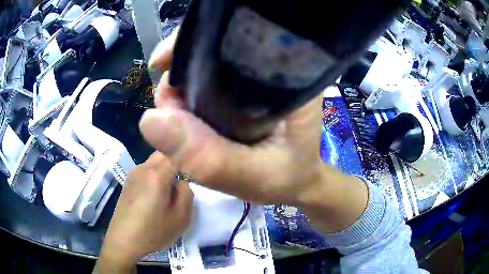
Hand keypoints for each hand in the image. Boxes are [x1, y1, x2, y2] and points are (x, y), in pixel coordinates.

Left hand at [96, 152, 192, 272]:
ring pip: (154, 161)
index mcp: (157, 175)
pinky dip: (154, 175)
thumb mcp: (180, 218)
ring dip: (164, 169)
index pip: (177, 155)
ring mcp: (133, 173)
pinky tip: (154, 194)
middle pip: (164, 154)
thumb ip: (187, 194)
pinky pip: (145, 169)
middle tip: (180, 183)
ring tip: (167, 190)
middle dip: (175, 163)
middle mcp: (143, 168)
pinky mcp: (128, 180)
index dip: (187, 163)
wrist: (123, 239)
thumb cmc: (153, 231)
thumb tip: (182, 181)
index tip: (191, 176)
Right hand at [140, 29, 366, 232]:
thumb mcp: (255, 177)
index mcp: (288, 73)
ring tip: (175, 114)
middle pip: (216, 47)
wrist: (302, 180)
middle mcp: (274, 65)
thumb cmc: (290, 177)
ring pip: (209, 64)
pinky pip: (210, 81)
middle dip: (181, 70)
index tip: (162, 62)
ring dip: (182, 85)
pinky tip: (184, 112)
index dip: (193, 41)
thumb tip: (150, 120)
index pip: (236, 35)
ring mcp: (259, 76)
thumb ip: (209, 157)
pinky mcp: (247, 89)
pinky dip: (190, 94)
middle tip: (169, 105)